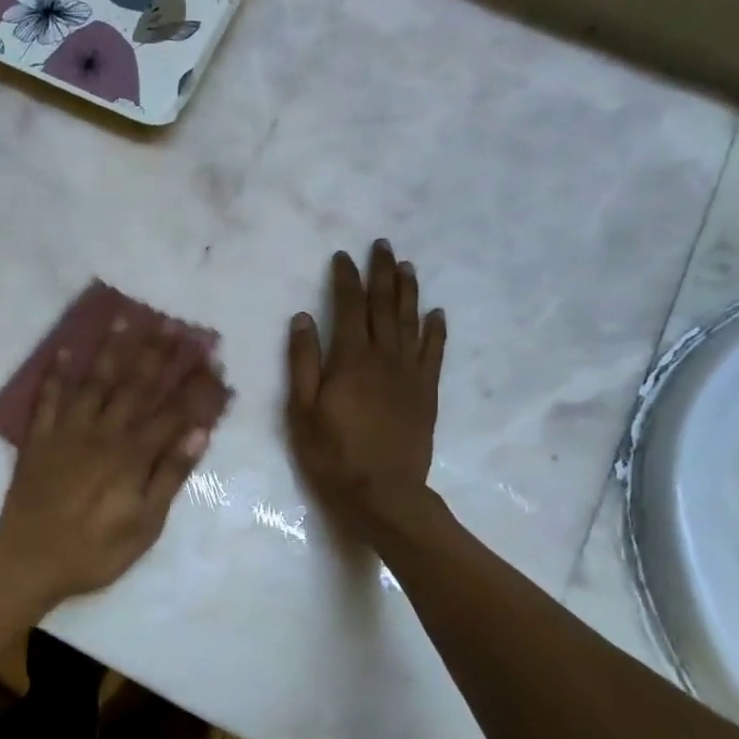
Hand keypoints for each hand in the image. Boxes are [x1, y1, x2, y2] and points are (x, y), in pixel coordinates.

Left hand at [0, 317, 217, 610]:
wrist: (30, 561)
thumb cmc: (96, 551)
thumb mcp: (145, 525)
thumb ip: (170, 476)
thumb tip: (199, 433)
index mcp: (132, 455)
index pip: (172, 411)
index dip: (194, 383)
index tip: (211, 355)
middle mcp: (102, 433)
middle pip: (135, 386)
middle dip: (157, 353)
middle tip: (175, 323)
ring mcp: (67, 432)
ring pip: (94, 382)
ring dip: (111, 350)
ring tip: (125, 318)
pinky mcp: (38, 439)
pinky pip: (46, 400)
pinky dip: (54, 375)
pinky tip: (63, 350)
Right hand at [286, 240, 446, 538]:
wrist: (383, 492)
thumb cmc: (332, 454)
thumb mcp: (302, 411)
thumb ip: (303, 362)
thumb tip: (303, 319)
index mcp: (350, 360)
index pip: (349, 307)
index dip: (346, 279)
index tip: (342, 256)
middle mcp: (384, 358)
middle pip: (385, 306)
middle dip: (382, 273)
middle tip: (382, 246)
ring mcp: (410, 374)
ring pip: (411, 322)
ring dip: (408, 292)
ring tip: (407, 266)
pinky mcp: (426, 392)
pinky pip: (434, 352)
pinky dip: (436, 329)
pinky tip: (436, 312)